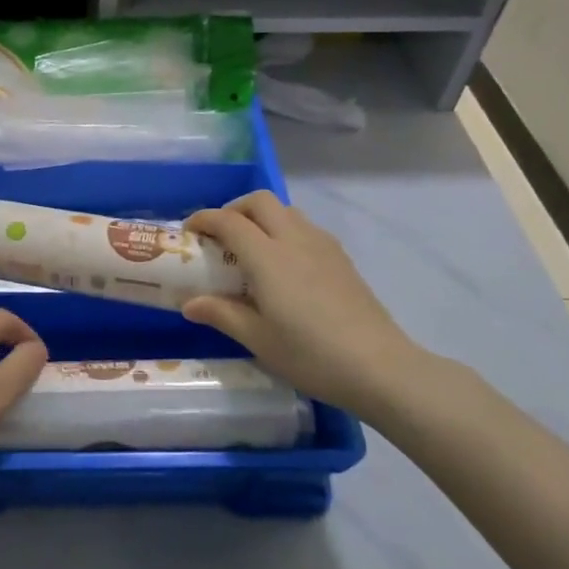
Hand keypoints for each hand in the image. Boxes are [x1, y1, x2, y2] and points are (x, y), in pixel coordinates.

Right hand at [183, 191, 431, 417]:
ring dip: (262, 217)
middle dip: (234, 209)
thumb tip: (190, 304)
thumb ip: (221, 314)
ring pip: (286, 211)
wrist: (378, 367)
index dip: (204, 219)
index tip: (189, 231)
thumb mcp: (257, 339)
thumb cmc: (309, 354)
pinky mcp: (342, 258)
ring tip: (251, 249)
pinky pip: (306, 228)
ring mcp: (323, 246)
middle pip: (260, 202)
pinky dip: (285, 231)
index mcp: (267, 257)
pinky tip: (285, 266)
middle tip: (220, 236)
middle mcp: (294, 239)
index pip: (228, 221)